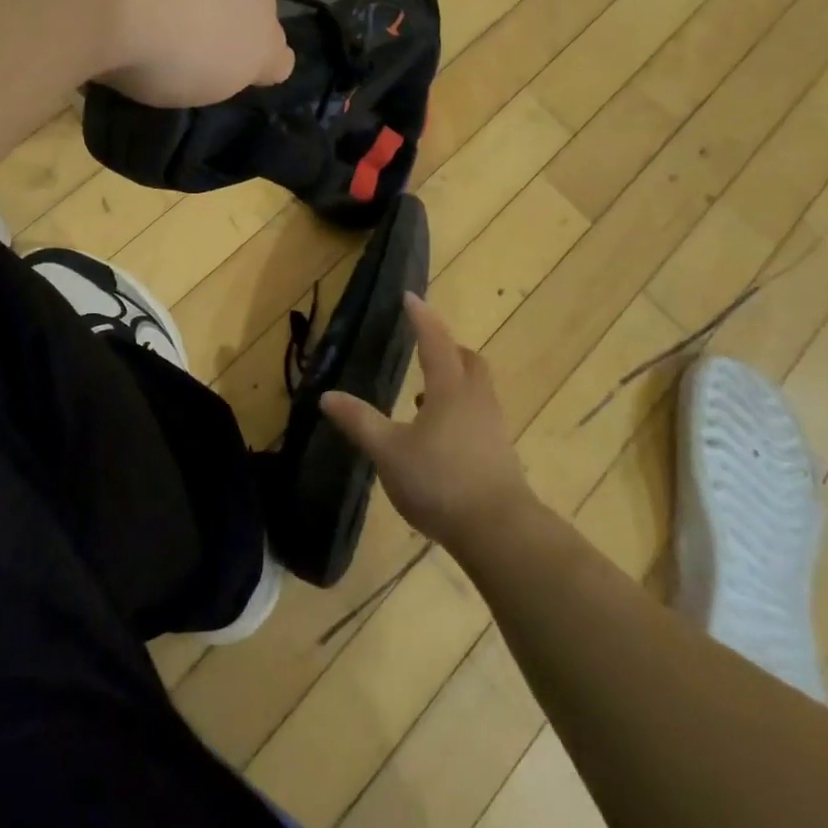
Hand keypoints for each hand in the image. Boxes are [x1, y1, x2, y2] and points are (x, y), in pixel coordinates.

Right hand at [320, 295, 537, 548]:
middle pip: (467, 360)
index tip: (410, 296)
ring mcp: (492, 427)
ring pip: (476, 388)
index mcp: (449, 389)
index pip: (434, 340)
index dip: (421, 317)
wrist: (500, 531)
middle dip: (446, 348)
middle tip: (424, 348)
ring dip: (453, 381)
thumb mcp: (389, 452)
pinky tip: (440, 437)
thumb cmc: (441, 482)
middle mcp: (475, 399)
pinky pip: (478, 414)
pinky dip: (459, 410)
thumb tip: (327, 395)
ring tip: (424, 398)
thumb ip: (359, 422)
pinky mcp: (500, 453)